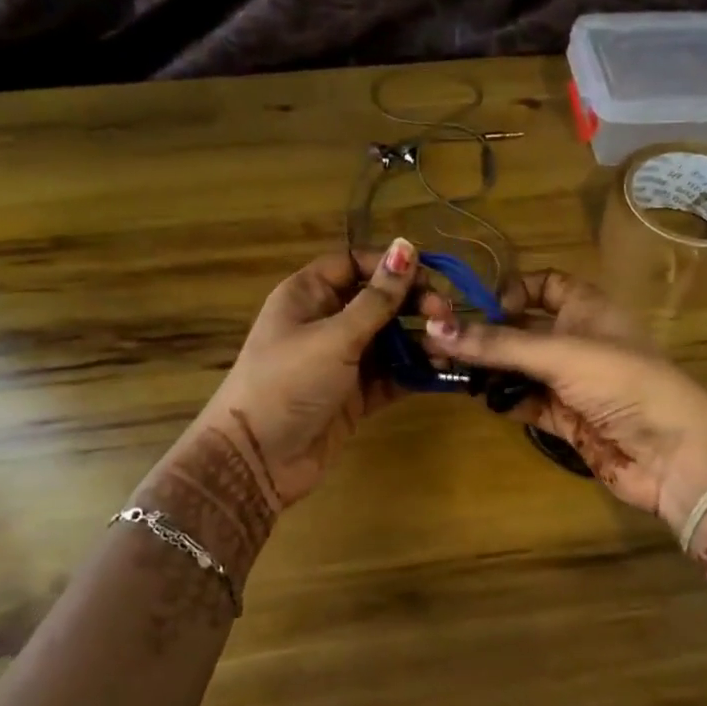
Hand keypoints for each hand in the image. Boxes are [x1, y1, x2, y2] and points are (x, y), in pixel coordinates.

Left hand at [188, 238, 426, 511]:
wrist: (258, 459)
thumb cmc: (288, 383)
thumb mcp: (335, 336)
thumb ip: (377, 298)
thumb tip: (405, 246)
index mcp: (308, 295)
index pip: (354, 263)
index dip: (391, 266)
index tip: (428, 276)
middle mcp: (326, 321)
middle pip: (378, 301)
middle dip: (414, 305)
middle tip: (446, 318)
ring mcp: (342, 360)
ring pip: (389, 339)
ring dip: (420, 341)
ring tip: (449, 347)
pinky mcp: (355, 394)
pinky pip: (391, 374)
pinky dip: (414, 372)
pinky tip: (440, 371)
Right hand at [423, 271, 706, 528]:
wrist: (671, 452)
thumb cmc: (621, 381)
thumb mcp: (558, 353)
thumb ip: (497, 344)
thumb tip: (434, 329)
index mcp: (586, 307)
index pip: (544, 284)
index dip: (512, 290)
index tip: (480, 308)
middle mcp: (577, 339)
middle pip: (522, 329)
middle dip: (485, 334)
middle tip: (437, 343)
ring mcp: (571, 381)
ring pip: (519, 368)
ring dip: (488, 370)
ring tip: (444, 371)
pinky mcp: (566, 419)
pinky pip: (526, 402)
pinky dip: (504, 400)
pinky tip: (480, 398)